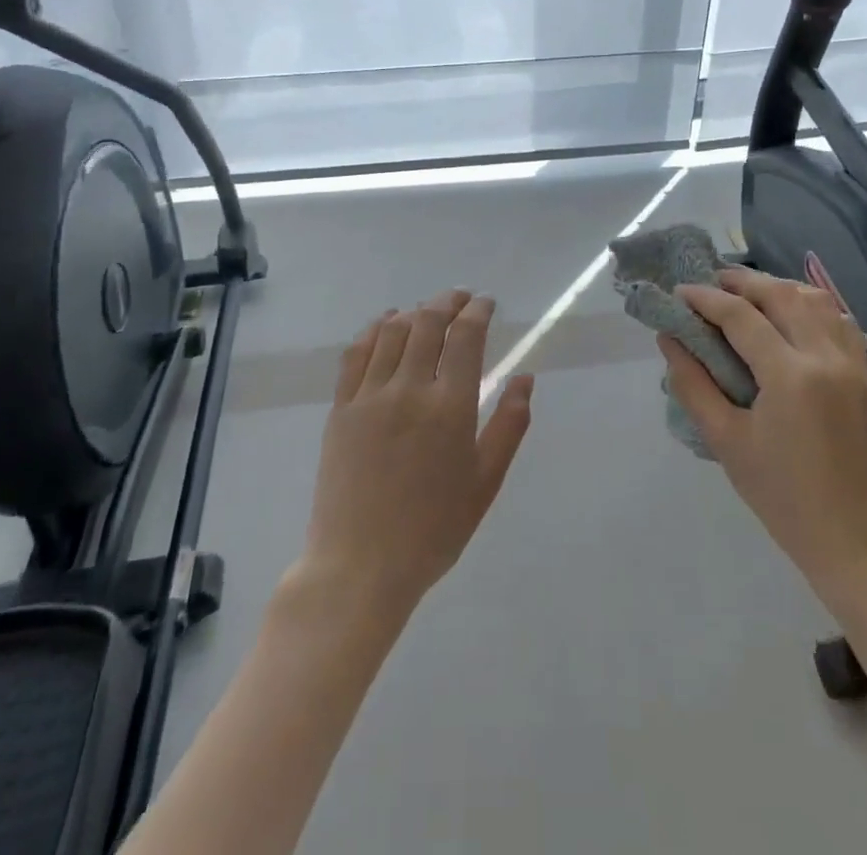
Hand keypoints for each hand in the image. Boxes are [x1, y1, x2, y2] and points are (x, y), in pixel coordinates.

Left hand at [300, 290, 534, 619]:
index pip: (465, 337)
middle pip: (428, 323)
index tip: (487, 303)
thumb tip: (525, 378)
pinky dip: (375, 329)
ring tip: (429, 311)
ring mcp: (369, 396)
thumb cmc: (433, 530)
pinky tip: (386, 323)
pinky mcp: (341, 408)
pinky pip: (357, 353)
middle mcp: (409, 390)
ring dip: (415, 311)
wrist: (360, 567)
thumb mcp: (485, 483)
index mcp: (450, 408)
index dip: (478, 311)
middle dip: (449, 301)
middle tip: (462, 298)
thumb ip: (509, 426)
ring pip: (393, 331)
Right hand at [661, 266, 866, 586]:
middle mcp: (826, 357)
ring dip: (780, 287)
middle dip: (743, 281)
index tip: (680, 292)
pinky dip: (812, 306)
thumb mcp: (726, 441)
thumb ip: (693, 384)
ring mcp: (854, 365)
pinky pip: (840, 321)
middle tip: (712, 281)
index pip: (741, 316)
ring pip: (818, 300)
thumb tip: (669, 339)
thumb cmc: (782, 496)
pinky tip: (793, 316)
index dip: (706, 299)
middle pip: (783, 295)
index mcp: (790, 375)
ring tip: (750, 292)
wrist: (856, 541)